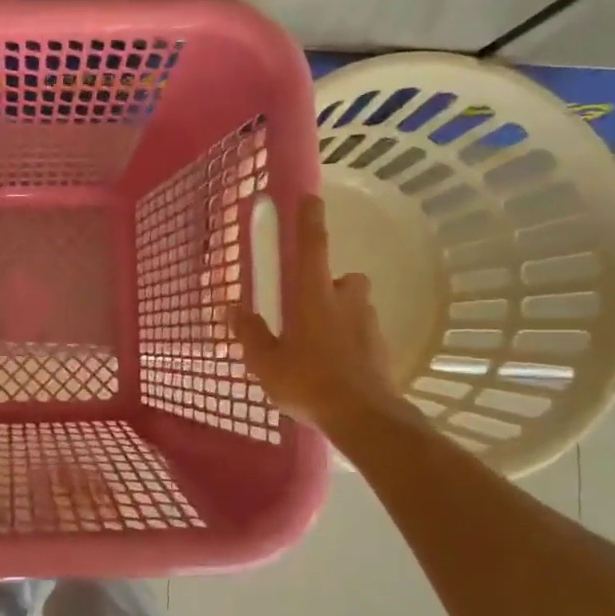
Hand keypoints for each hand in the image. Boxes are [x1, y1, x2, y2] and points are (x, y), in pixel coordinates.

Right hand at [232, 195, 411, 431]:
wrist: (364, 417)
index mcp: (314, 296)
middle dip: (328, 285)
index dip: (309, 220)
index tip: (310, 198)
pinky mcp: (381, 348)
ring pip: (354, 306)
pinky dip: (350, 342)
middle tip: (307, 308)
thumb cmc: (308, 382)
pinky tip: (335, 367)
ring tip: (319, 345)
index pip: (312, 247)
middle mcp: (345, 301)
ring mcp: (368, 324)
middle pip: (341, 278)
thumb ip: (249, 333)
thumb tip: (233, 309)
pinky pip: (362, 334)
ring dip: (339, 314)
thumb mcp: (266, 362)